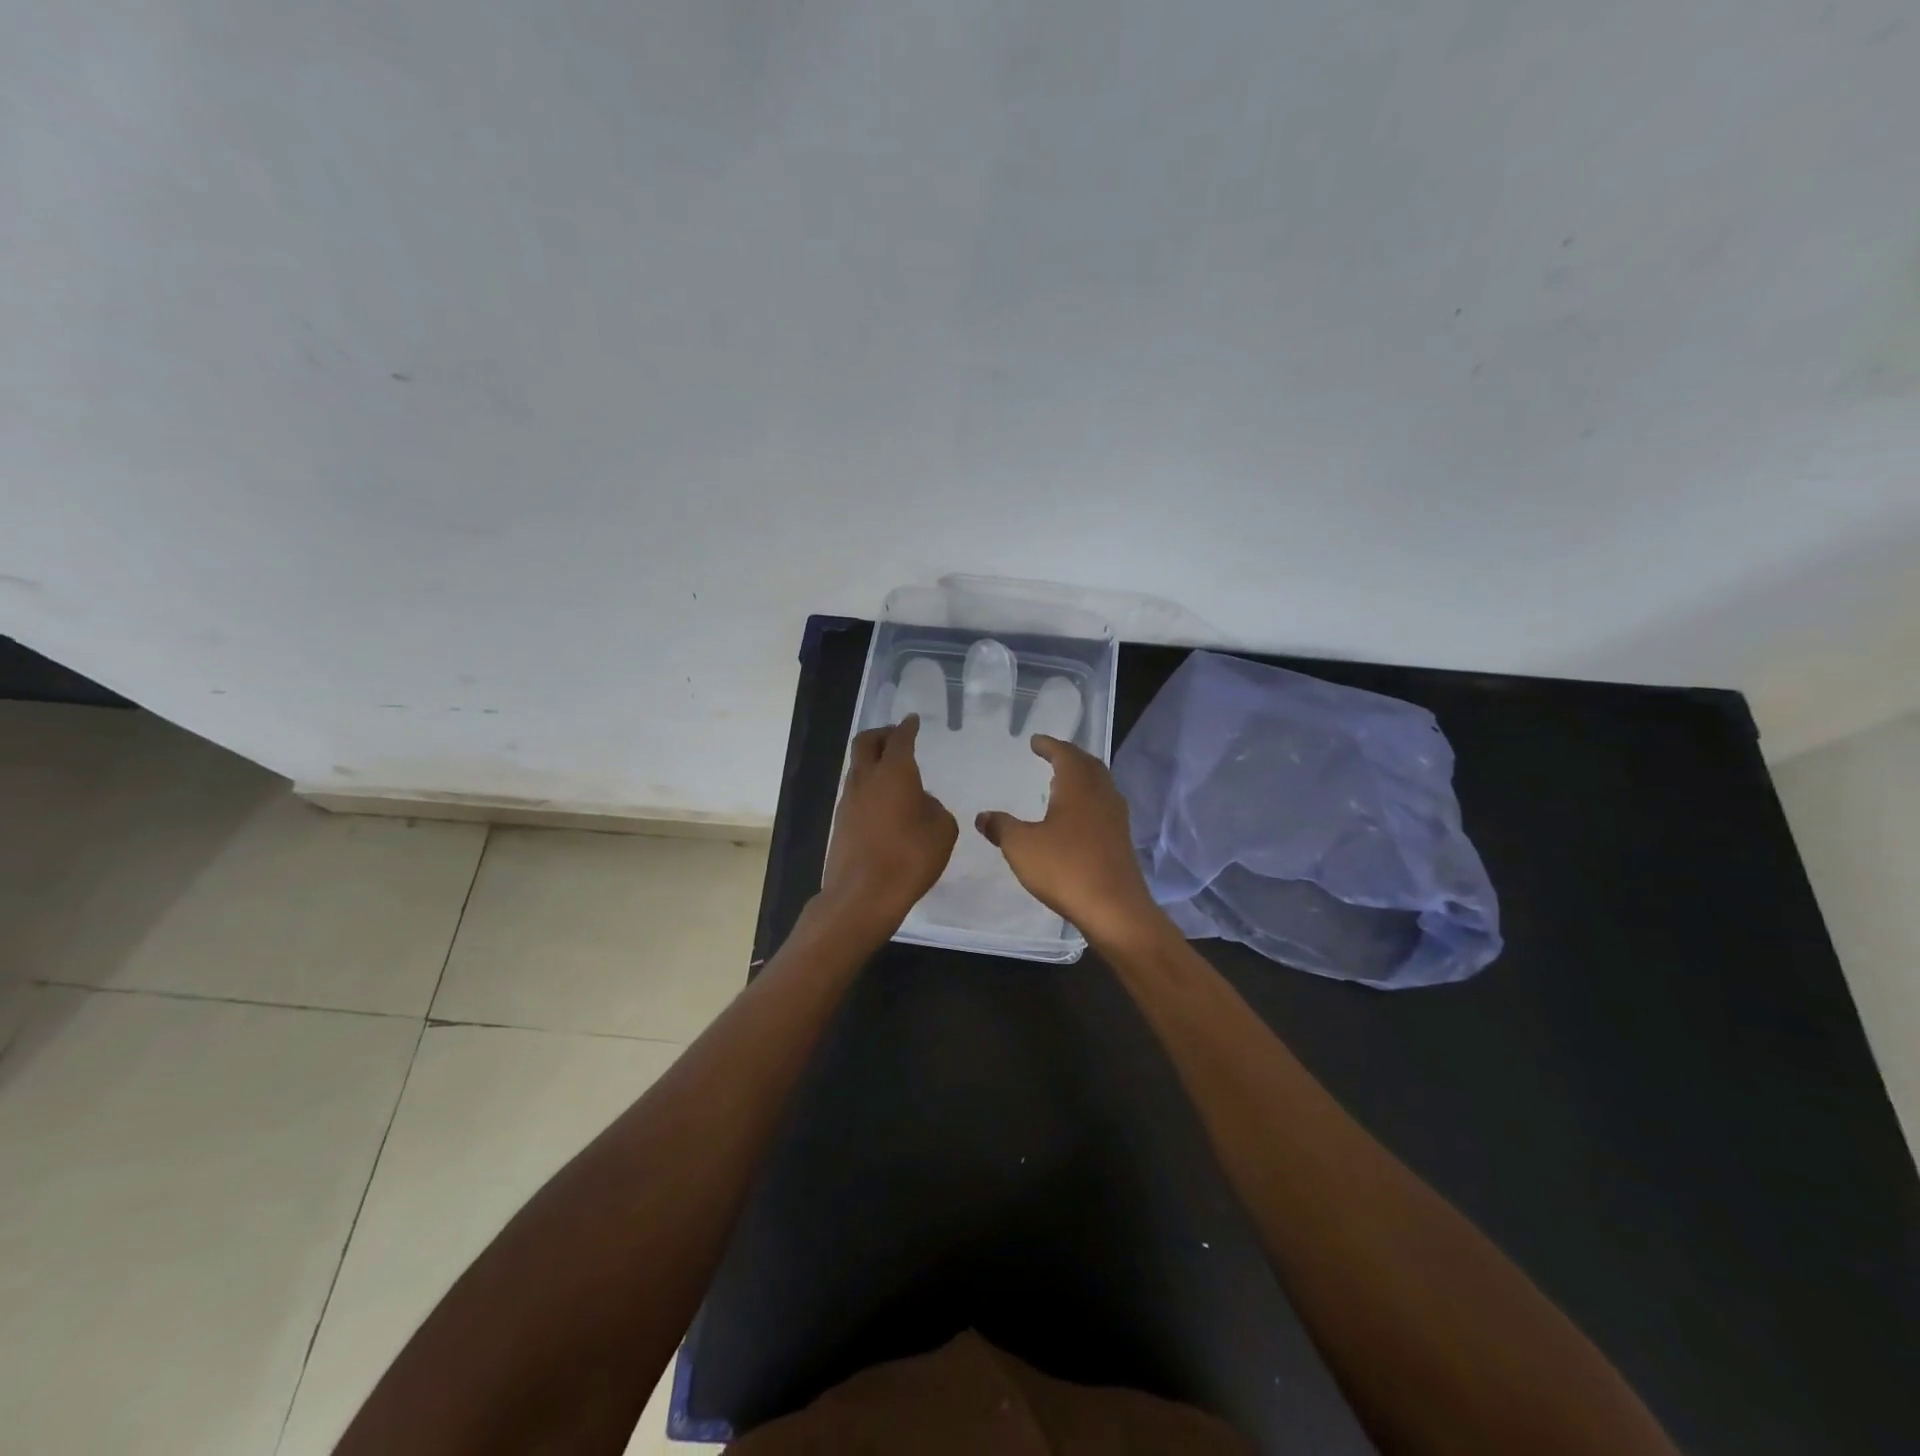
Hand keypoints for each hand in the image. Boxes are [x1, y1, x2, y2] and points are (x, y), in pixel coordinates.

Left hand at [819, 716, 958, 936]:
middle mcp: (867, 779)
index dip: (907, 727)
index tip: (912, 720)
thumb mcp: (942, 830)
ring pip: (857, 767)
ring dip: (873, 761)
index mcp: (895, 772)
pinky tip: (884, 803)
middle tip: (896, 736)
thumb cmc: (910, 858)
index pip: (900, 739)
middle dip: (882, 734)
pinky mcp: (840, 822)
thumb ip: (934, 808)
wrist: (862, 895)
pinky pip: (855, 792)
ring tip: (892, 772)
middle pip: (866, 742)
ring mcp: (848, 800)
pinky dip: (869, 787)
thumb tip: (921, 802)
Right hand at [975, 735, 1166, 947]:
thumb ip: (1001, 827)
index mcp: (1079, 787)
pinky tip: (1076, 817)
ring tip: (1062, 783)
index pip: (1065, 754)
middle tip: (1052, 755)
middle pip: (1088, 765)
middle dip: (1069, 757)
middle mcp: (1102, 795)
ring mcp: (1116, 818)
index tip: (1035, 741)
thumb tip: (983, 816)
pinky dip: (1088, 800)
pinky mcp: (1121, 841)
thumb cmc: (1065, 868)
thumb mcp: (1021, 846)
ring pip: (1100, 786)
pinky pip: (1104, 807)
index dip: (1049, 745)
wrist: (1114, 909)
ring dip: (1082, 778)